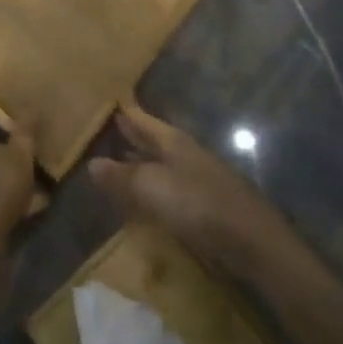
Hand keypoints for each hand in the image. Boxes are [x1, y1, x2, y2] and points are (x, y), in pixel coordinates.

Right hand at [88, 103, 292, 273]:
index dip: (123, 112)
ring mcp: (195, 179)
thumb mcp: (151, 187)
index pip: (141, 119)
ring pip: (159, 165)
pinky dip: (151, 189)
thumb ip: (120, 177)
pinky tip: (142, 199)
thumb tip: (91, 163)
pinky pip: (167, 189)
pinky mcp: (203, 206)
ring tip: (115, 163)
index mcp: (172, 141)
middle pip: (151, 140)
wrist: (251, 241)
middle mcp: (184, 154)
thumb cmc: (198, 203)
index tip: (104, 102)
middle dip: (130, 136)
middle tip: (104, 129)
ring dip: (139, 164)